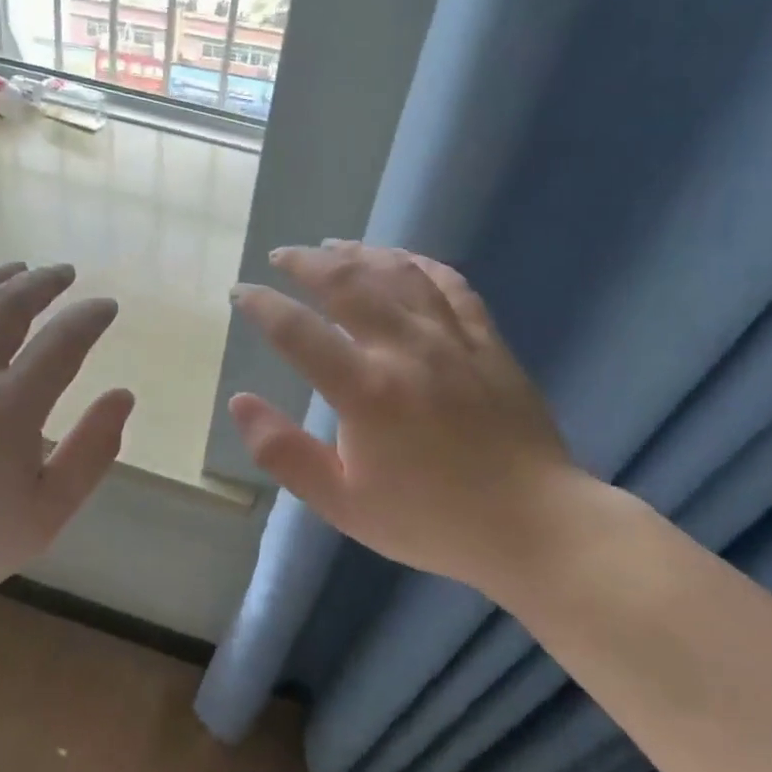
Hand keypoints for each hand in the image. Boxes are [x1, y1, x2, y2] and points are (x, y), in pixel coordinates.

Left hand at [0, 262, 132, 642]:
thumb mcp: (49, 511)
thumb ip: (93, 450)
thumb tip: (123, 395)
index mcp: (10, 407)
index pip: (63, 340)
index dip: (90, 316)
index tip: (106, 307)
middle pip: (8, 305)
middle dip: (43, 282)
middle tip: (63, 274)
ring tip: (14, 270)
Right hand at [229, 242, 590, 595]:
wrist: (533, 525)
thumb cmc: (430, 519)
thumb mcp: (342, 503)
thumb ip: (284, 452)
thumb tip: (239, 402)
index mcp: (365, 391)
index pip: (297, 331)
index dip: (261, 305)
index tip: (240, 292)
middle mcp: (405, 350)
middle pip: (348, 284)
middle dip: (306, 264)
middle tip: (282, 257)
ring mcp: (452, 339)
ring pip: (398, 274)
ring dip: (358, 253)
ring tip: (332, 247)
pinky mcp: (487, 341)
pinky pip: (450, 284)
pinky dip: (419, 264)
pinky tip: (401, 259)